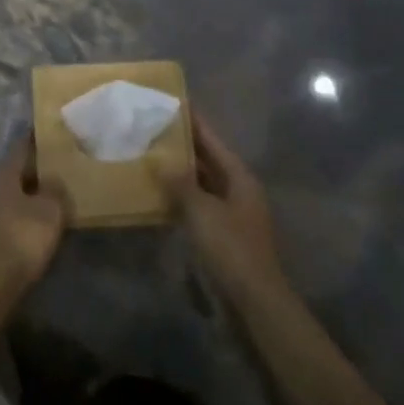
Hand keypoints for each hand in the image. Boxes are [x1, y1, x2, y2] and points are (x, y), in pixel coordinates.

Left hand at [0, 137, 67, 288]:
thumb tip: (54, 180)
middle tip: (66, 160)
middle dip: (42, 165)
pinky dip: (34, 206)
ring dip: (39, 188)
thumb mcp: (50, 208)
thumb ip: (55, 188)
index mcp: (5, 171)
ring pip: (21, 188)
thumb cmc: (25, 234)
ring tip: (63, 186)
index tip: (58, 133)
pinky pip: (20, 207)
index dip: (41, 138)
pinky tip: (50, 212)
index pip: (24, 145)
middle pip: (22, 167)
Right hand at [160, 114, 286, 301]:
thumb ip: (180, 182)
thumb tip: (160, 159)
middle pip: (208, 160)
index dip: (193, 122)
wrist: (254, 302)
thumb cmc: (231, 248)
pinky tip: (158, 195)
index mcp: (239, 177)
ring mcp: (231, 214)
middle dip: (182, 146)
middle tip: (152, 129)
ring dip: (179, 173)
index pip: (212, 140)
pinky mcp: (223, 236)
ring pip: (202, 184)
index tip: (173, 102)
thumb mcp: (201, 210)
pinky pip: (198, 206)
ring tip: (149, 157)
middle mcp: (238, 190)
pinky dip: (181, 198)